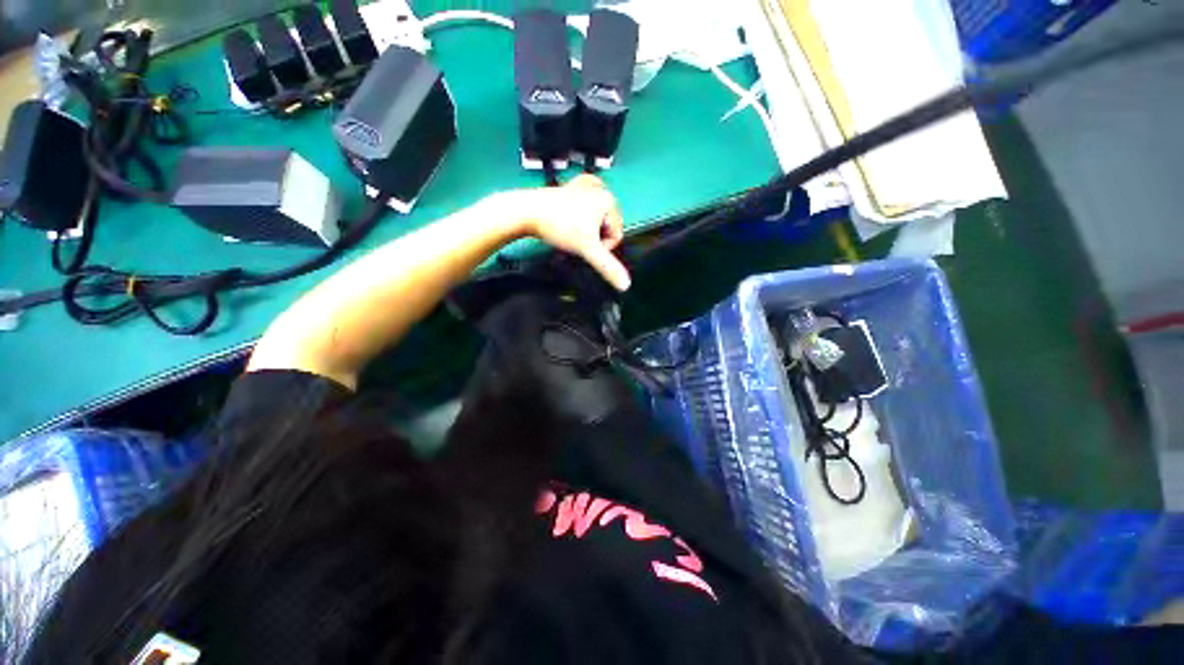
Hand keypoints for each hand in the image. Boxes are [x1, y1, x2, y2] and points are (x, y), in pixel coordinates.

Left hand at [506, 175, 630, 290]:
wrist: (526, 212)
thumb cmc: (560, 227)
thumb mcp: (588, 249)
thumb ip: (608, 267)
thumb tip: (626, 285)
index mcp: (608, 200)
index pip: (616, 235)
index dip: (602, 247)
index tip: (584, 246)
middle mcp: (599, 189)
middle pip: (605, 227)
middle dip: (592, 238)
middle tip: (575, 239)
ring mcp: (583, 185)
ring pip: (594, 219)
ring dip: (584, 230)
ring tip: (569, 230)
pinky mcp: (570, 187)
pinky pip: (583, 206)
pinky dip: (578, 216)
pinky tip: (569, 216)